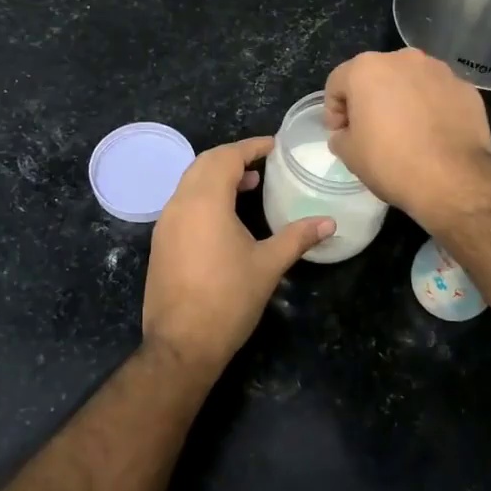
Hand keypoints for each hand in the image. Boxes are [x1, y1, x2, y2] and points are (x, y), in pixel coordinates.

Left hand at [141, 137, 332, 374]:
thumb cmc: (228, 299)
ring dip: (217, 176)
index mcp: (205, 201)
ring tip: (248, 186)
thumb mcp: (268, 265)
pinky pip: (182, 203)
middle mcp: (180, 204)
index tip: (273, 145)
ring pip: (190, 182)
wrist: (181, 344)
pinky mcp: (161, 242)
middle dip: (232, 157)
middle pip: (204, 163)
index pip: (226, 157)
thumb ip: (297, 237)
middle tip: (262, 163)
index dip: (250, 146)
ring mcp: (166, 224)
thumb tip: (329, 222)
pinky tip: (225, 216)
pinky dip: (204, 195)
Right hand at [324, 49, 490, 223]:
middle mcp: (403, 59)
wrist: (453, 179)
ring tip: (406, 131)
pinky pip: (438, 94)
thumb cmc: (391, 162)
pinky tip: (432, 134)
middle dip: (369, 99)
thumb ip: (341, 136)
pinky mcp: (465, 89)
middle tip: (371, 131)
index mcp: (367, 69)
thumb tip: (347, 134)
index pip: (338, 83)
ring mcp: (439, 71)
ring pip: (410, 81)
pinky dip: (431, 107)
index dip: (334, 110)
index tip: (340, 134)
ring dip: (402, 99)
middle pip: (376, 76)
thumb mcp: (349, 154)